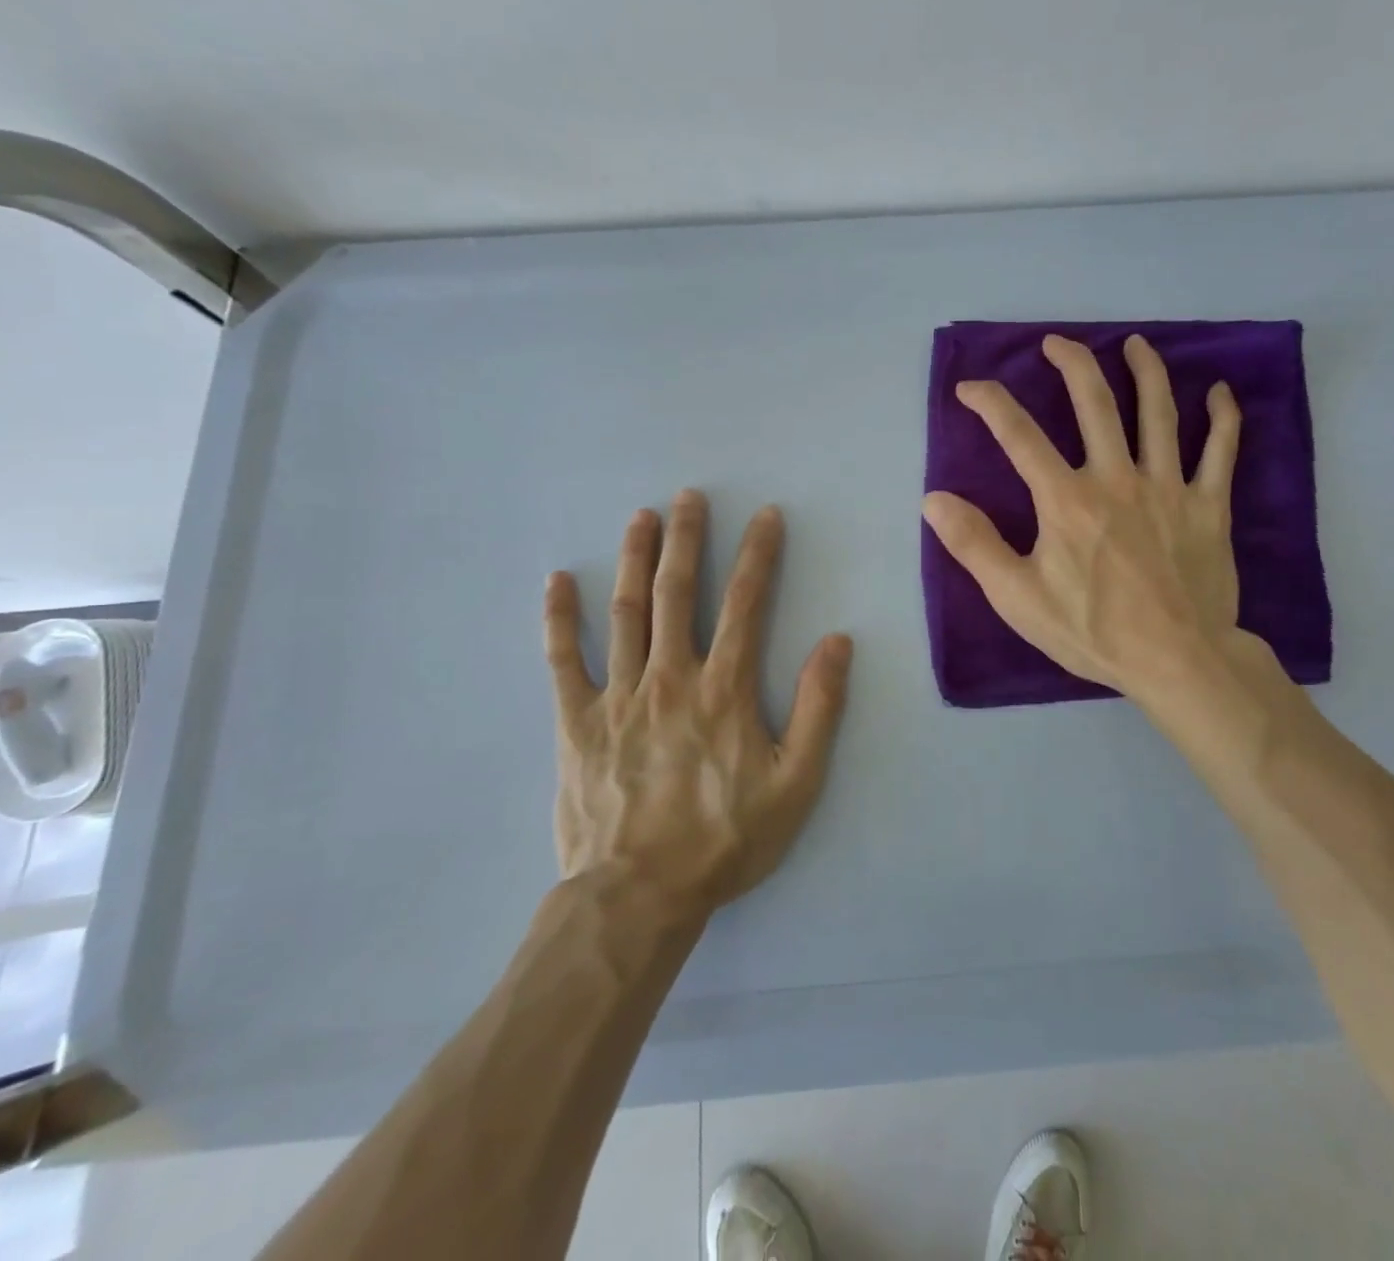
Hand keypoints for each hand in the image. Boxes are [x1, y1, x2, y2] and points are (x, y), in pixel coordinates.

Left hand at [543, 491, 853, 916]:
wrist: (638, 895)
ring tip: (641, 518)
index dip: (759, 555)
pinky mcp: (576, 722)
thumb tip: (837, 642)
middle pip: (678, 593)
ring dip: (635, 560)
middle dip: (688, 540)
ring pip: (626, 613)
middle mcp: (670, 678)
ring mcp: (618, 696)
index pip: (746, 604)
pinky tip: (557, 582)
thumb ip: (820, 708)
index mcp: (724, 689)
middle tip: (690, 497)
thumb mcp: (797, 781)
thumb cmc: (725, 839)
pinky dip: (559, 618)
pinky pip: (563, 661)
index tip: (766, 516)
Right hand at [922, 333, 1249, 703]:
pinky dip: (1223, 418)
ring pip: (1158, 412)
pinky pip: (1220, 451)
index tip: (970, 387)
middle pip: (1094, 403)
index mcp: (1066, 500)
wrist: (1177, 660)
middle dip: (1071, 364)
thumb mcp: (1018, 598)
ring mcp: (1168, 487)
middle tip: (1056, 343)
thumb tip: (934, 499)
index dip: (990, 403)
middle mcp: (1116, 478)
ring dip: (1146, 371)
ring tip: (1135, 344)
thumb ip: (975, 545)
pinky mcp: (1208, 506)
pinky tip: (1219, 392)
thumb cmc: (1093, 631)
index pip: (1019, 436)